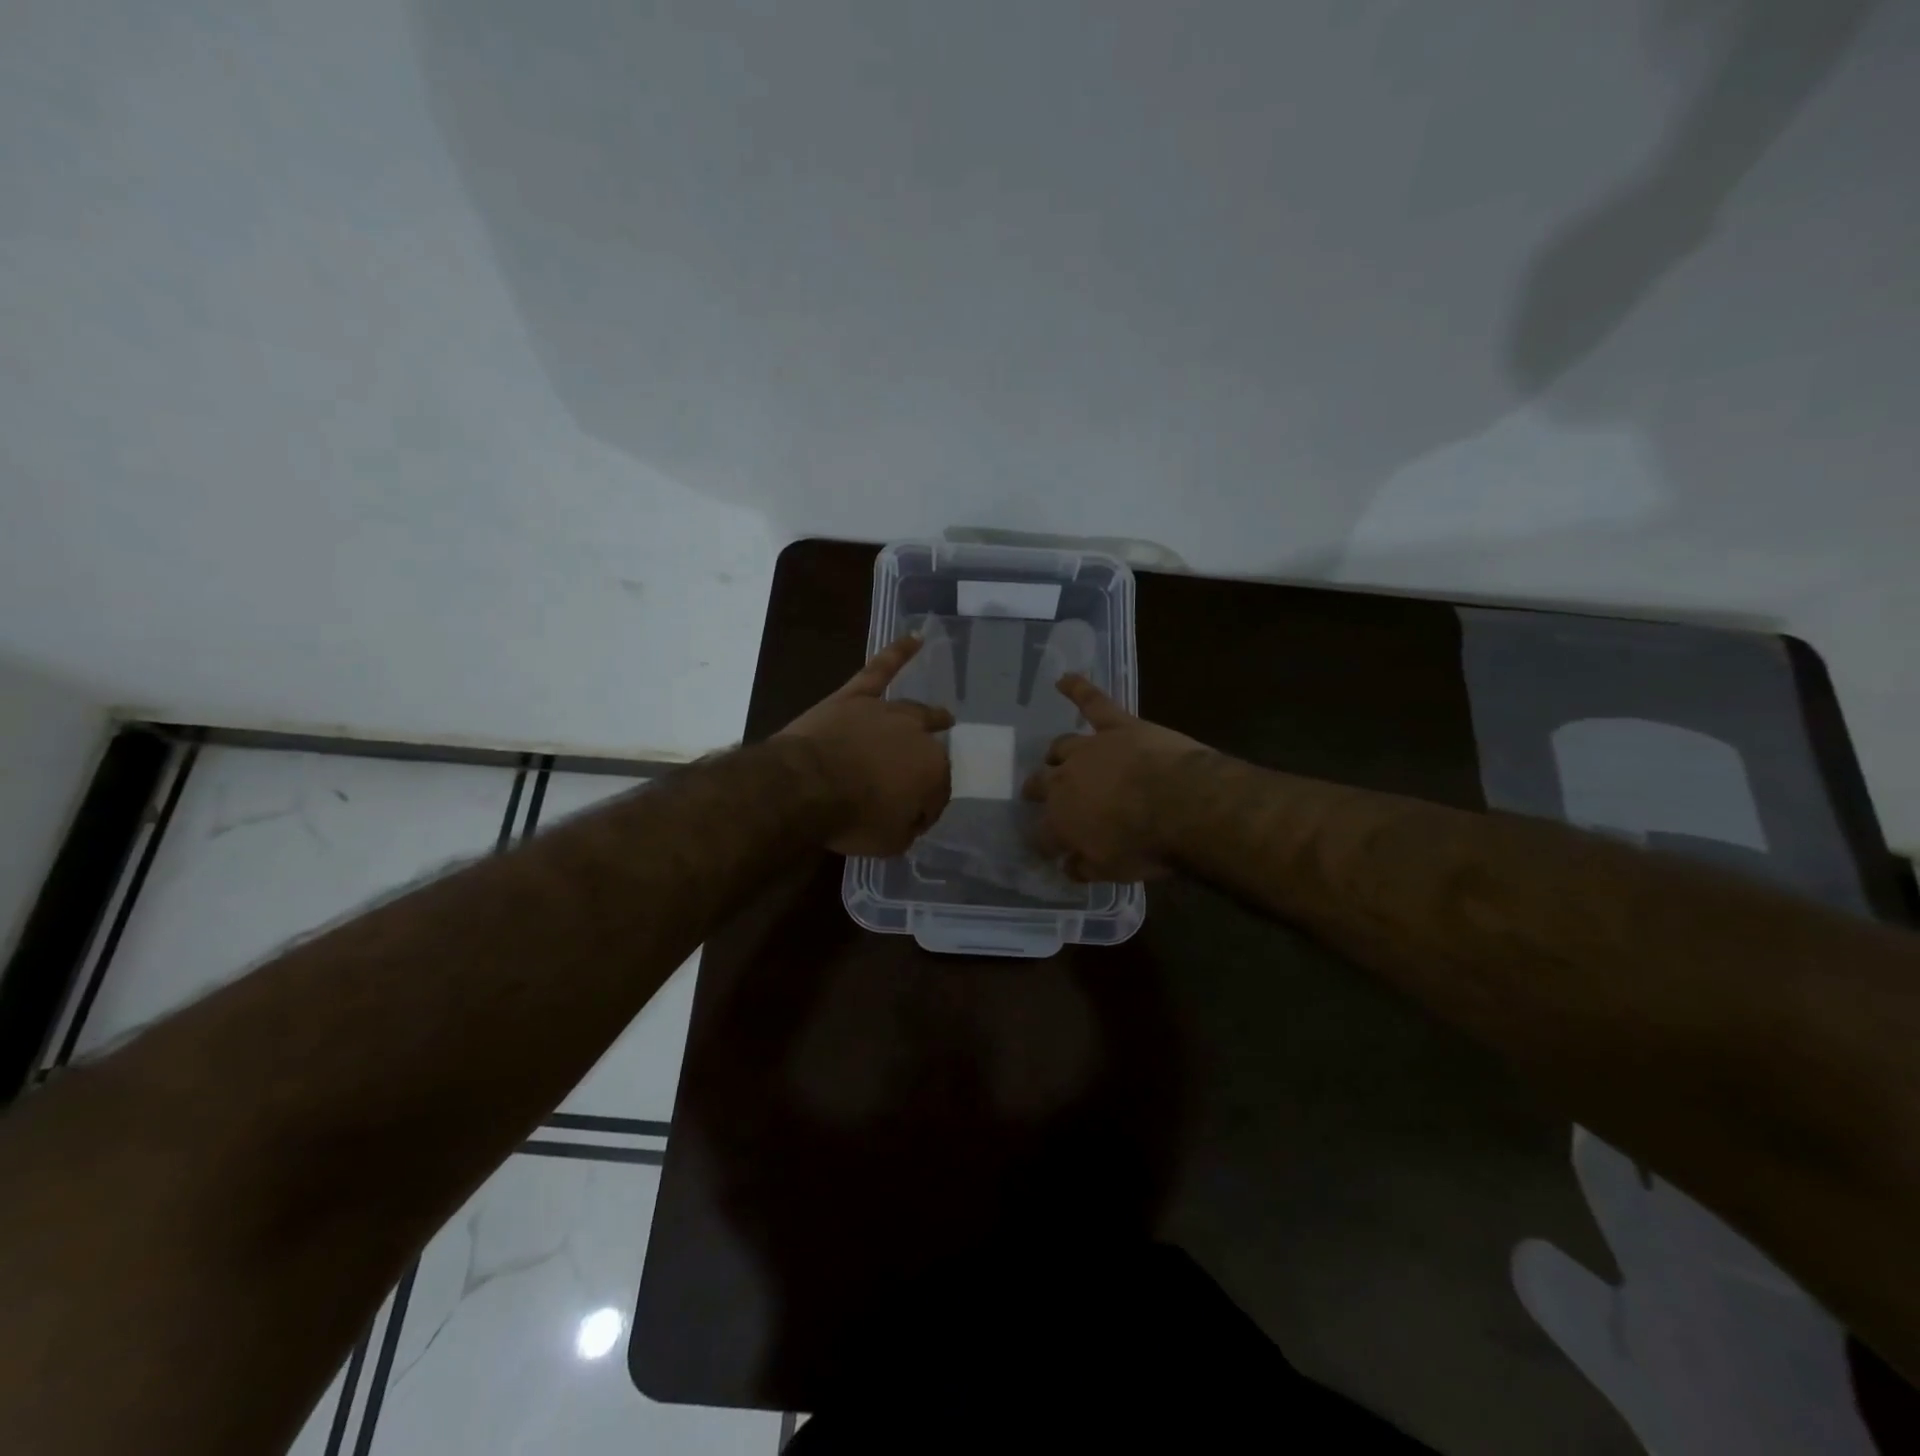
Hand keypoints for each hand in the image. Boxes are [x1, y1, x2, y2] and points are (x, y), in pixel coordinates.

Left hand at [777, 636, 954, 855]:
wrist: (805, 786)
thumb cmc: (852, 818)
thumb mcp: (890, 842)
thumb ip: (907, 828)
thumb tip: (909, 818)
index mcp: (933, 771)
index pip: (937, 793)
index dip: (925, 809)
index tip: (911, 822)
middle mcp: (916, 736)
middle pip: (928, 752)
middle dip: (926, 768)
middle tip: (921, 780)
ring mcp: (884, 712)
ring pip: (913, 712)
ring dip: (930, 716)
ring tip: (942, 716)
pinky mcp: (854, 698)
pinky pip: (879, 670)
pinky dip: (898, 653)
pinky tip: (915, 638)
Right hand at [1022, 675, 1211, 881]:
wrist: (1183, 804)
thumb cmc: (1147, 845)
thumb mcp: (1112, 870)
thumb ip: (1084, 868)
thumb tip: (1068, 866)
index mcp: (1060, 820)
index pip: (1040, 834)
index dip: (1043, 842)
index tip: (1048, 849)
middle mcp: (1064, 780)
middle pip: (1041, 784)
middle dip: (1036, 792)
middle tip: (1036, 795)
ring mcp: (1090, 749)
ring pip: (1061, 746)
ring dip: (1055, 754)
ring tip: (1053, 757)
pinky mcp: (1117, 726)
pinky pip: (1093, 702)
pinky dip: (1078, 688)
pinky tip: (1064, 679)